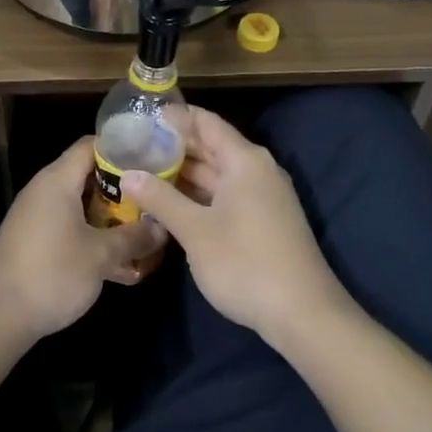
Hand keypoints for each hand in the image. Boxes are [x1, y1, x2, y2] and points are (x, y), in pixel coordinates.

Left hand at [0, 137, 165, 340]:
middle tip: (155, 198)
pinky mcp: (36, 241)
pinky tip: (122, 263)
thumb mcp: (101, 255)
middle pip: (89, 175)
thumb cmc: (52, 274)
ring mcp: (38, 216)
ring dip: (111, 217)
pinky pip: (71, 227)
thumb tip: (163, 227)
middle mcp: (45, 190)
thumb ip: (134, 237)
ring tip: (145, 231)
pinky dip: (94, 236)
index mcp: (57, 180)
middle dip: (124, 188)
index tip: (152, 159)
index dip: (122, 148)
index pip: (91, 145)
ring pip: (82, 206)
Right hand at [123, 106, 348, 347]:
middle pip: (212, 145)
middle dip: (174, 146)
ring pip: (218, 173)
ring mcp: (263, 196)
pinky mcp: (263, 220)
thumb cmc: (245, 263)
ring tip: (144, 172)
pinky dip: (199, 193)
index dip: (175, 117)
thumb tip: (127, 174)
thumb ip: (160, 198)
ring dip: (185, 173)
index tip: (141, 117)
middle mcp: (257, 169)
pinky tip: (171, 202)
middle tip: (134, 146)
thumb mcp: (195, 231)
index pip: (206, 122)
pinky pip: (226, 194)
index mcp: (244, 160)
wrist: (303, 314)